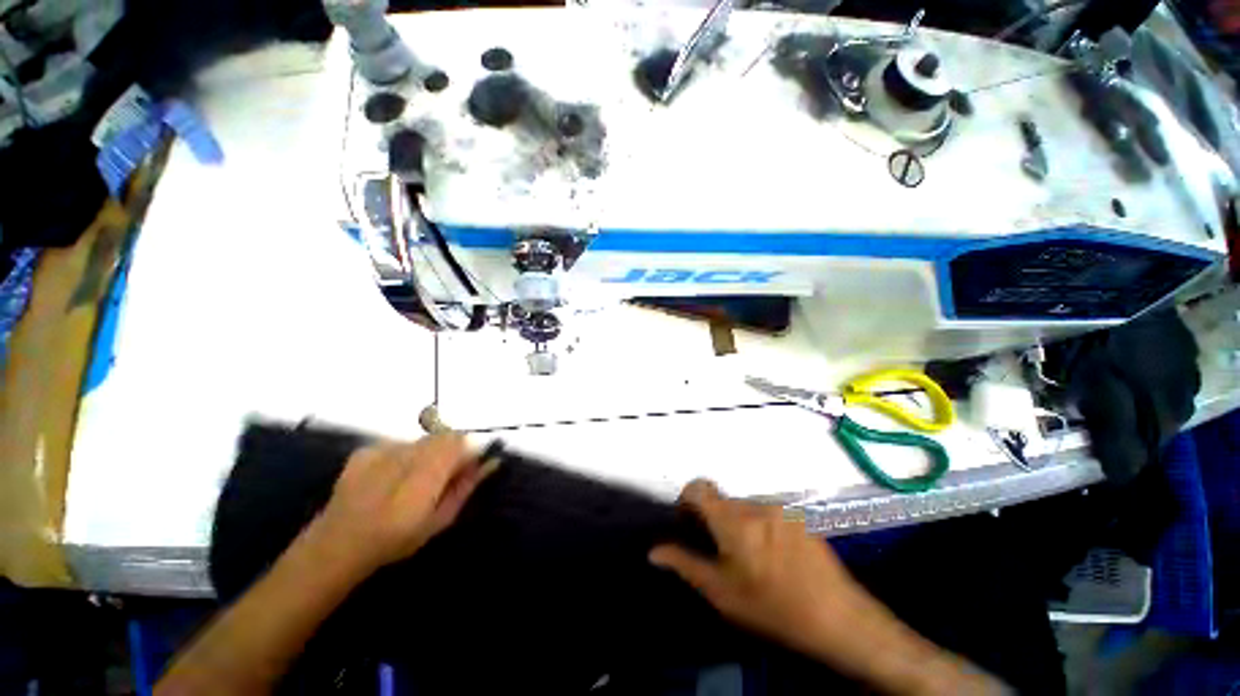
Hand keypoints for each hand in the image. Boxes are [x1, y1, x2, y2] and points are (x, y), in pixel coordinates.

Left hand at [310, 433, 491, 575]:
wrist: (344, 539)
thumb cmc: (396, 540)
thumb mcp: (437, 523)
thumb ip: (462, 489)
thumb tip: (488, 463)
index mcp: (425, 474)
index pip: (457, 442)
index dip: (468, 452)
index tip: (472, 470)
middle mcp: (403, 452)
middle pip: (437, 438)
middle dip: (447, 454)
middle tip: (443, 483)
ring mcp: (380, 447)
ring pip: (416, 442)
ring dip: (424, 456)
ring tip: (414, 485)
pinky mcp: (364, 449)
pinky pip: (394, 445)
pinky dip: (401, 457)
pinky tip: (391, 481)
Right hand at [649, 480, 881, 667]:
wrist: (831, 612)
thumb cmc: (769, 607)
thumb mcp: (721, 593)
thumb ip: (686, 566)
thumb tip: (655, 551)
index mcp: (737, 522)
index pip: (701, 488)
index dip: (686, 501)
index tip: (685, 528)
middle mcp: (762, 508)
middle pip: (726, 502)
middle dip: (713, 521)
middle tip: (712, 556)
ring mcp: (788, 514)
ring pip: (750, 511)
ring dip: (738, 528)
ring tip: (743, 564)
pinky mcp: (805, 523)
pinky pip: (772, 519)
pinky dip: (761, 533)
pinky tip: (770, 564)